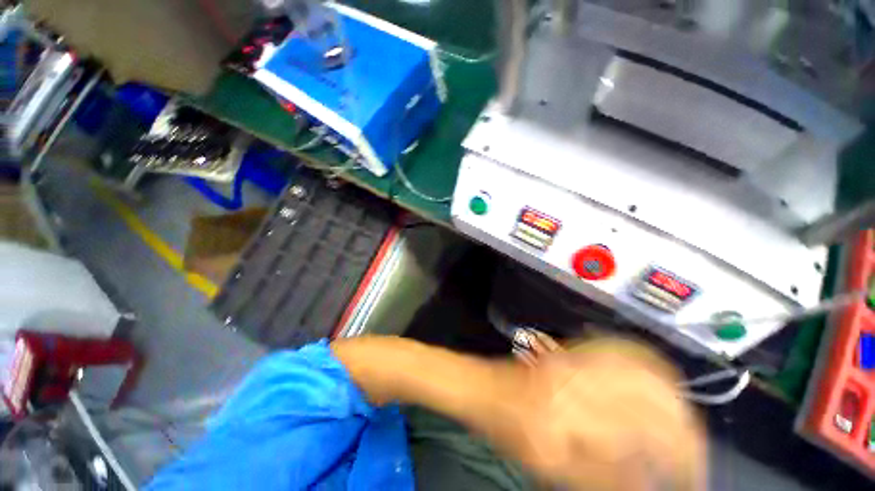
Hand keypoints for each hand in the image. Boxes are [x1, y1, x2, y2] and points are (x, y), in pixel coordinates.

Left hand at [496, 337, 705, 490]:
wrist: (484, 387)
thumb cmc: (508, 428)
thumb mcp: (550, 466)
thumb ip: (603, 477)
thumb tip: (651, 483)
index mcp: (572, 413)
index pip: (644, 433)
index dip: (681, 456)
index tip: (694, 475)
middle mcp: (579, 379)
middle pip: (649, 395)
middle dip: (683, 426)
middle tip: (692, 452)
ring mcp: (574, 359)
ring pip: (639, 366)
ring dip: (671, 393)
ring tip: (684, 420)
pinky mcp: (570, 351)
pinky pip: (615, 349)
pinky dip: (644, 362)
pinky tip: (655, 378)